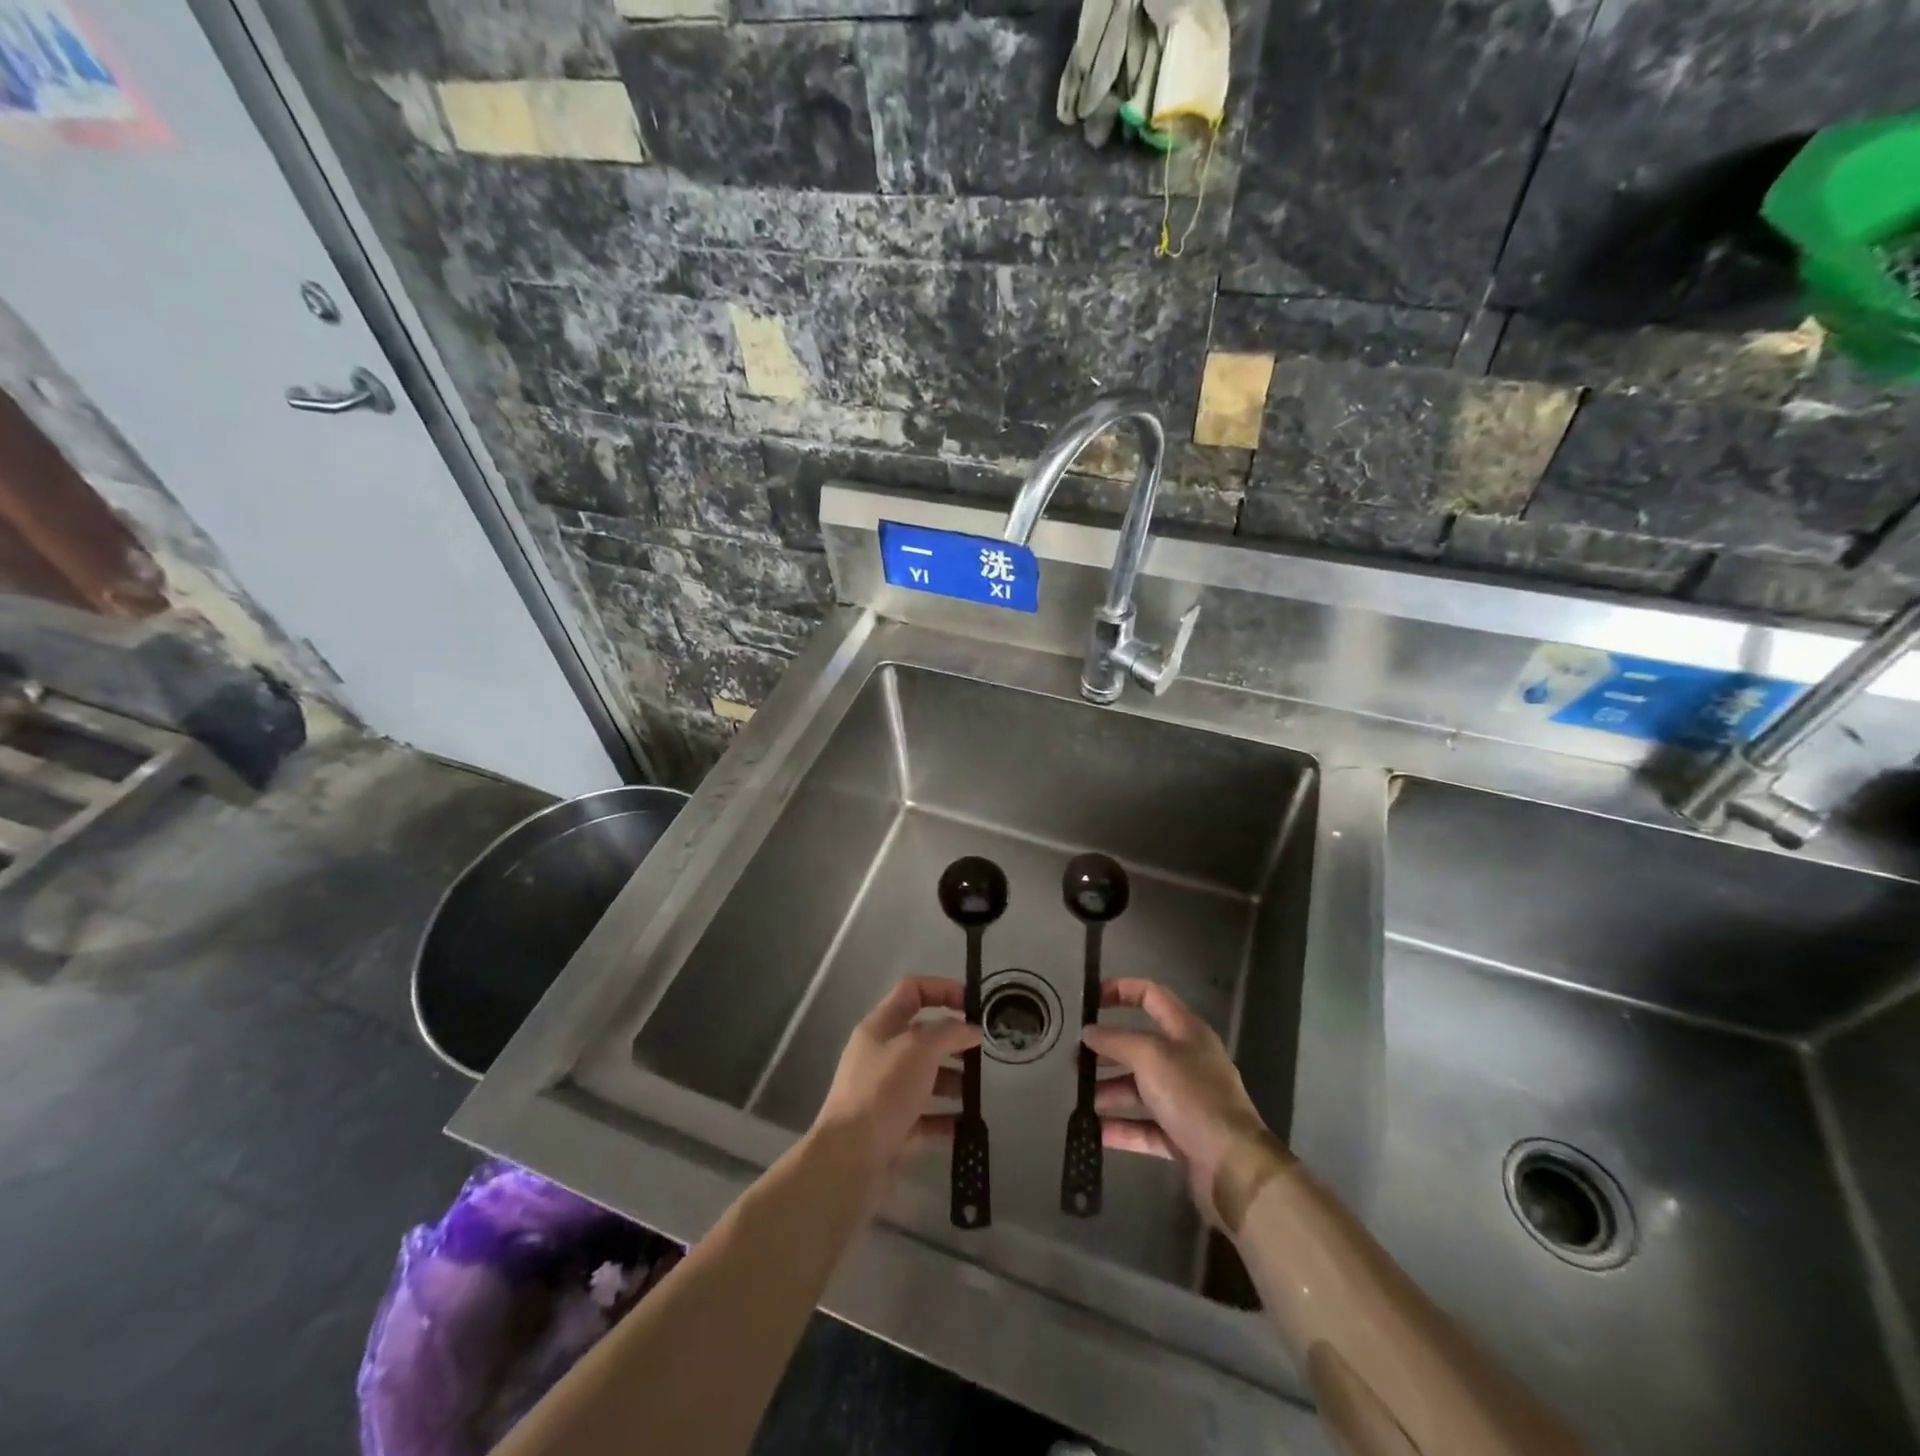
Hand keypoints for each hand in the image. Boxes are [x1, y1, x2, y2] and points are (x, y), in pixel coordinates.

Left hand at [812, 977, 980, 1185]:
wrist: (850, 1160)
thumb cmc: (883, 1091)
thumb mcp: (919, 1049)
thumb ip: (949, 1032)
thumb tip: (972, 1029)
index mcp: (880, 1027)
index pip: (912, 991)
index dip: (942, 989)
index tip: (973, 1004)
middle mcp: (880, 1056)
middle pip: (922, 1036)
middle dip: (952, 1040)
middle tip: (981, 1052)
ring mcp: (885, 1094)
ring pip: (926, 1078)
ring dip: (953, 1080)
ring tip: (977, 1091)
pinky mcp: (892, 1130)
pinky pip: (926, 1118)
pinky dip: (946, 1119)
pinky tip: (968, 1124)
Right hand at [1083, 978, 1281, 1226]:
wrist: (1233, 1166)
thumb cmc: (1192, 1096)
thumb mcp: (1151, 1057)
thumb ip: (1116, 1040)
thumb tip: (1089, 1032)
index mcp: (1186, 1031)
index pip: (1151, 995)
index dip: (1120, 990)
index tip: (1090, 1000)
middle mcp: (1186, 1061)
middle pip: (1139, 1045)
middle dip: (1106, 1050)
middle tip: (1075, 1060)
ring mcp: (1184, 1100)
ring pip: (1138, 1088)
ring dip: (1108, 1090)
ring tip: (1079, 1098)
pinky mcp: (1180, 1136)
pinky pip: (1143, 1126)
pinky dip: (1120, 1127)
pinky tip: (1093, 1131)